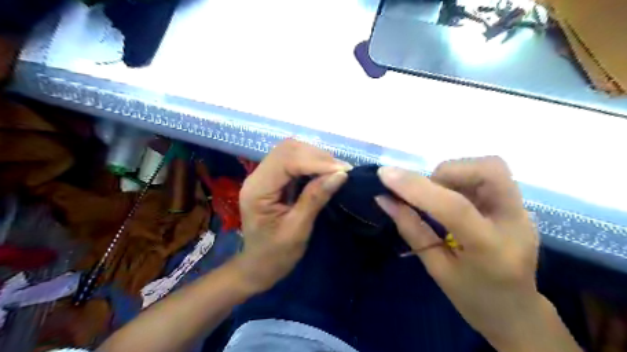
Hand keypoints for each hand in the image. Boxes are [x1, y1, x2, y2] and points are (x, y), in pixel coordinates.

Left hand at [235, 138, 351, 292]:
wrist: (259, 265)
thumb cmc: (276, 254)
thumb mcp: (298, 229)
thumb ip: (315, 198)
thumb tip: (340, 174)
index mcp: (257, 190)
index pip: (286, 161)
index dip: (316, 162)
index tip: (343, 171)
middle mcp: (256, 177)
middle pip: (287, 150)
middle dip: (317, 156)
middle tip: (341, 170)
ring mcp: (263, 176)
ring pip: (290, 151)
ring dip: (315, 157)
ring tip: (336, 170)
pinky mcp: (272, 178)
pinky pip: (292, 161)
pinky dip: (311, 162)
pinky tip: (324, 171)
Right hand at [374, 156, 541, 348]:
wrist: (516, 311)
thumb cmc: (473, 297)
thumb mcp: (435, 268)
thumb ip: (411, 228)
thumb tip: (384, 198)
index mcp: (491, 249)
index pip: (454, 207)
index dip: (416, 187)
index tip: (385, 174)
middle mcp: (515, 222)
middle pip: (489, 170)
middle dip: (447, 172)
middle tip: (426, 191)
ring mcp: (522, 211)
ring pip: (489, 167)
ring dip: (453, 174)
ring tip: (436, 196)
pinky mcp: (518, 205)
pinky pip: (487, 177)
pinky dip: (461, 179)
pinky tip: (451, 199)